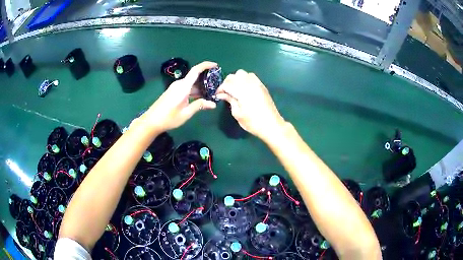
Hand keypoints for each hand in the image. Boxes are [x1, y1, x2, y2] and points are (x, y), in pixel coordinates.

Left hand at [141, 61, 216, 131]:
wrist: (151, 121)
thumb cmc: (169, 118)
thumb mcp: (186, 113)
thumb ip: (199, 106)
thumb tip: (213, 104)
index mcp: (183, 87)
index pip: (196, 70)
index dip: (206, 65)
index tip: (216, 65)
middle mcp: (179, 84)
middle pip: (195, 77)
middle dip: (206, 80)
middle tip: (217, 87)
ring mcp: (175, 88)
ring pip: (191, 84)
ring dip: (200, 87)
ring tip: (211, 94)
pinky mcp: (173, 92)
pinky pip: (186, 88)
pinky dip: (194, 91)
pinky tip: (199, 98)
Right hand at [216, 69, 285, 140]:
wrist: (272, 125)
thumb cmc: (252, 122)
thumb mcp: (237, 113)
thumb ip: (230, 100)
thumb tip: (222, 95)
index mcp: (242, 91)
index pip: (227, 84)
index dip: (220, 89)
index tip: (218, 95)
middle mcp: (250, 84)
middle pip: (235, 75)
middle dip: (228, 82)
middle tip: (226, 92)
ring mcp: (257, 84)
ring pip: (243, 73)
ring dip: (237, 79)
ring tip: (235, 89)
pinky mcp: (262, 86)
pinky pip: (251, 76)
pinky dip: (245, 79)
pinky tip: (244, 89)